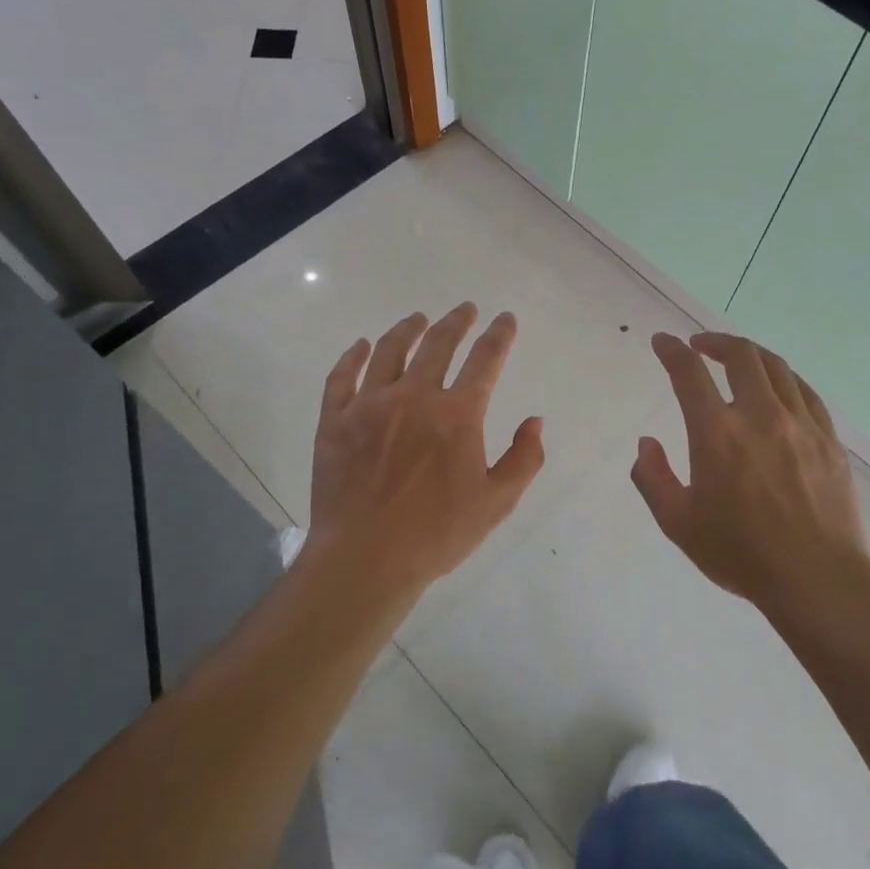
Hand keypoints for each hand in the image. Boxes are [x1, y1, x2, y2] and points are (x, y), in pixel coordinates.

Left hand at [303, 304, 544, 610]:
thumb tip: (535, 421)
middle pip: (438, 344)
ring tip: (417, 318)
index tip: (506, 319)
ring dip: (407, 329)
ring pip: (388, 350)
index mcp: (457, 414)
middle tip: (465, 309)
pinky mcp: (334, 420)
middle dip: (456, 321)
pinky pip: (341, 376)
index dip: (500, 335)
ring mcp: (369, 405)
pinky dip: (351, 356)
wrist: (365, 559)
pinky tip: (359, 346)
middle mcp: (414, 397)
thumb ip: (524, 458)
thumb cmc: (437, 535)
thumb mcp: (497, 502)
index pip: (485, 360)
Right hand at [632, 332, 869, 620]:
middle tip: (700, 345)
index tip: (662, 342)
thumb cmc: (739, 553)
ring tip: (737, 358)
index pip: (689, 373)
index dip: (671, 351)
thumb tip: (647, 443)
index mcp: (717, 432)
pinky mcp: (829, 440)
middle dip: (715, 341)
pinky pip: (807, 392)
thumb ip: (652, 476)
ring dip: (751, 353)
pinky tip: (779, 387)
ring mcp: (801, 424)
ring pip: (777, 367)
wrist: (816, 579)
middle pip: (740, 355)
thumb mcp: (677, 522)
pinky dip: (785, 378)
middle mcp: (760, 415)